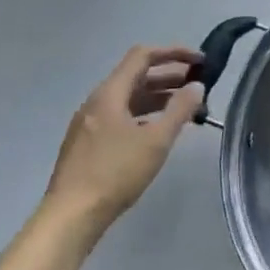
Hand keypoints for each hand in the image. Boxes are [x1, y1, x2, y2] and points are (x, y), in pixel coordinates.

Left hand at [43, 45, 204, 239]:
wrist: (70, 217)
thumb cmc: (115, 173)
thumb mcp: (156, 140)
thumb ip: (179, 110)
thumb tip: (197, 86)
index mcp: (109, 93)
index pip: (142, 56)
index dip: (174, 52)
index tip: (200, 61)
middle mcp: (96, 102)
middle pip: (136, 76)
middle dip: (169, 76)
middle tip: (198, 85)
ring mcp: (89, 123)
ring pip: (128, 98)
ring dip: (158, 96)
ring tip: (184, 107)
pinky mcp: (87, 144)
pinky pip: (120, 116)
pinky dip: (143, 114)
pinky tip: (157, 131)